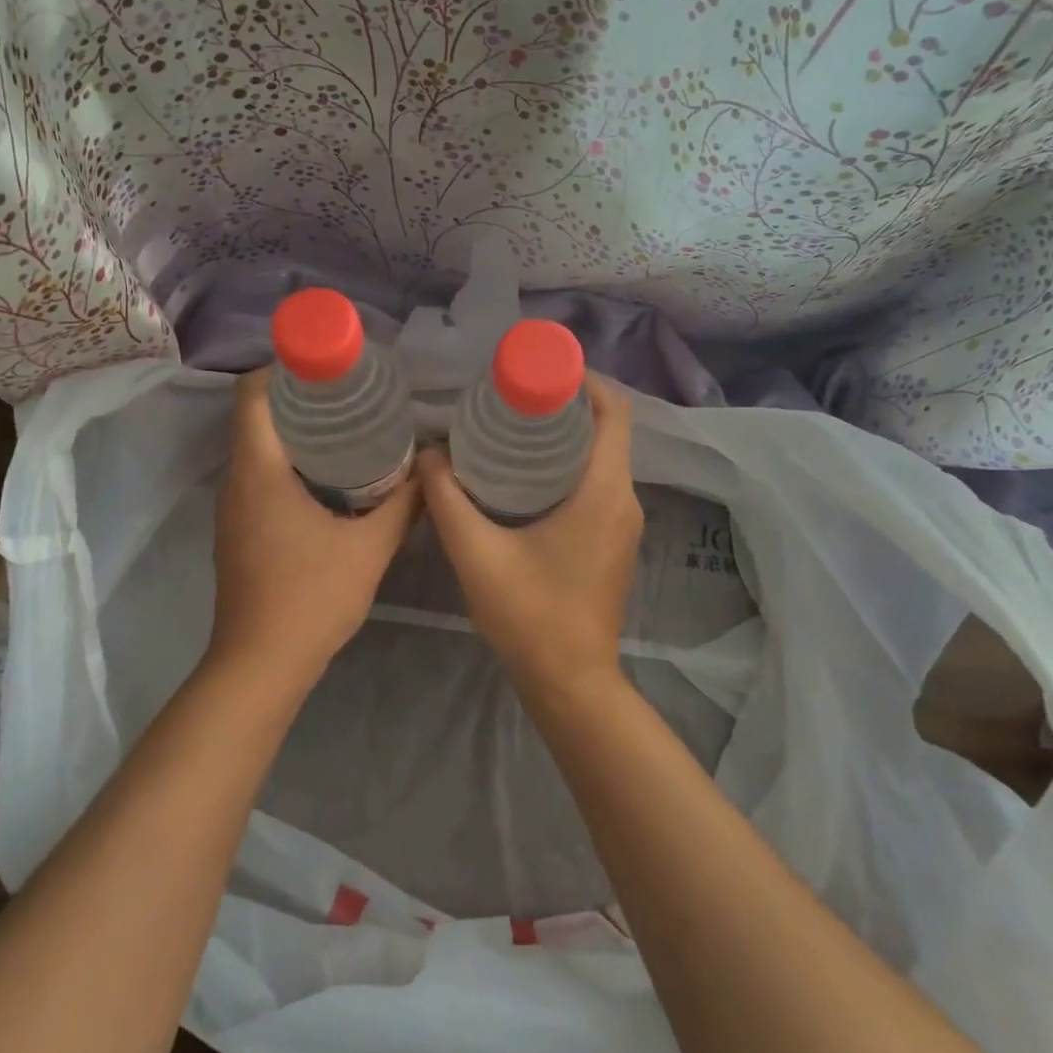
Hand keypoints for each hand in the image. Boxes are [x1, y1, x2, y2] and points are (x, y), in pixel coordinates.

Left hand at [210, 369, 420, 673]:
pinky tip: (331, 479)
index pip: (252, 395)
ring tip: (348, 428)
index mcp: (259, 472)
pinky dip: (290, 465)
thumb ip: (404, 504)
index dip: (283, 368)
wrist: (261, 665)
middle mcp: (236, 482)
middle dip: (300, 398)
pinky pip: (260, 479)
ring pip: (258, 450)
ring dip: (296, 433)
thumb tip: (431, 467)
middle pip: (257, 418)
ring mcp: (232, 509)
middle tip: (352, 393)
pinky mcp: (238, 532)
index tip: (327, 363)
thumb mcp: (371, 548)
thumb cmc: (311, 598)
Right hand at [419, 376, 642, 694]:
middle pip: (605, 431)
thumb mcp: (477, 554)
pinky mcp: (613, 542)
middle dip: (563, 406)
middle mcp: (624, 500)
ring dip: (563, 438)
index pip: (613, 412)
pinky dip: (566, 468)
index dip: (584, 380)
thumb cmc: (530, 615)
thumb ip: (447, 499)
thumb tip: (429, 455)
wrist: (571, 683)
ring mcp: (623, 523)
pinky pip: (596, 485)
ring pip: (600, 460)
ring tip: (510, 429)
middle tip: (510, 397)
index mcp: (604, 492)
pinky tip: (522, 476)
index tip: (539, 369)